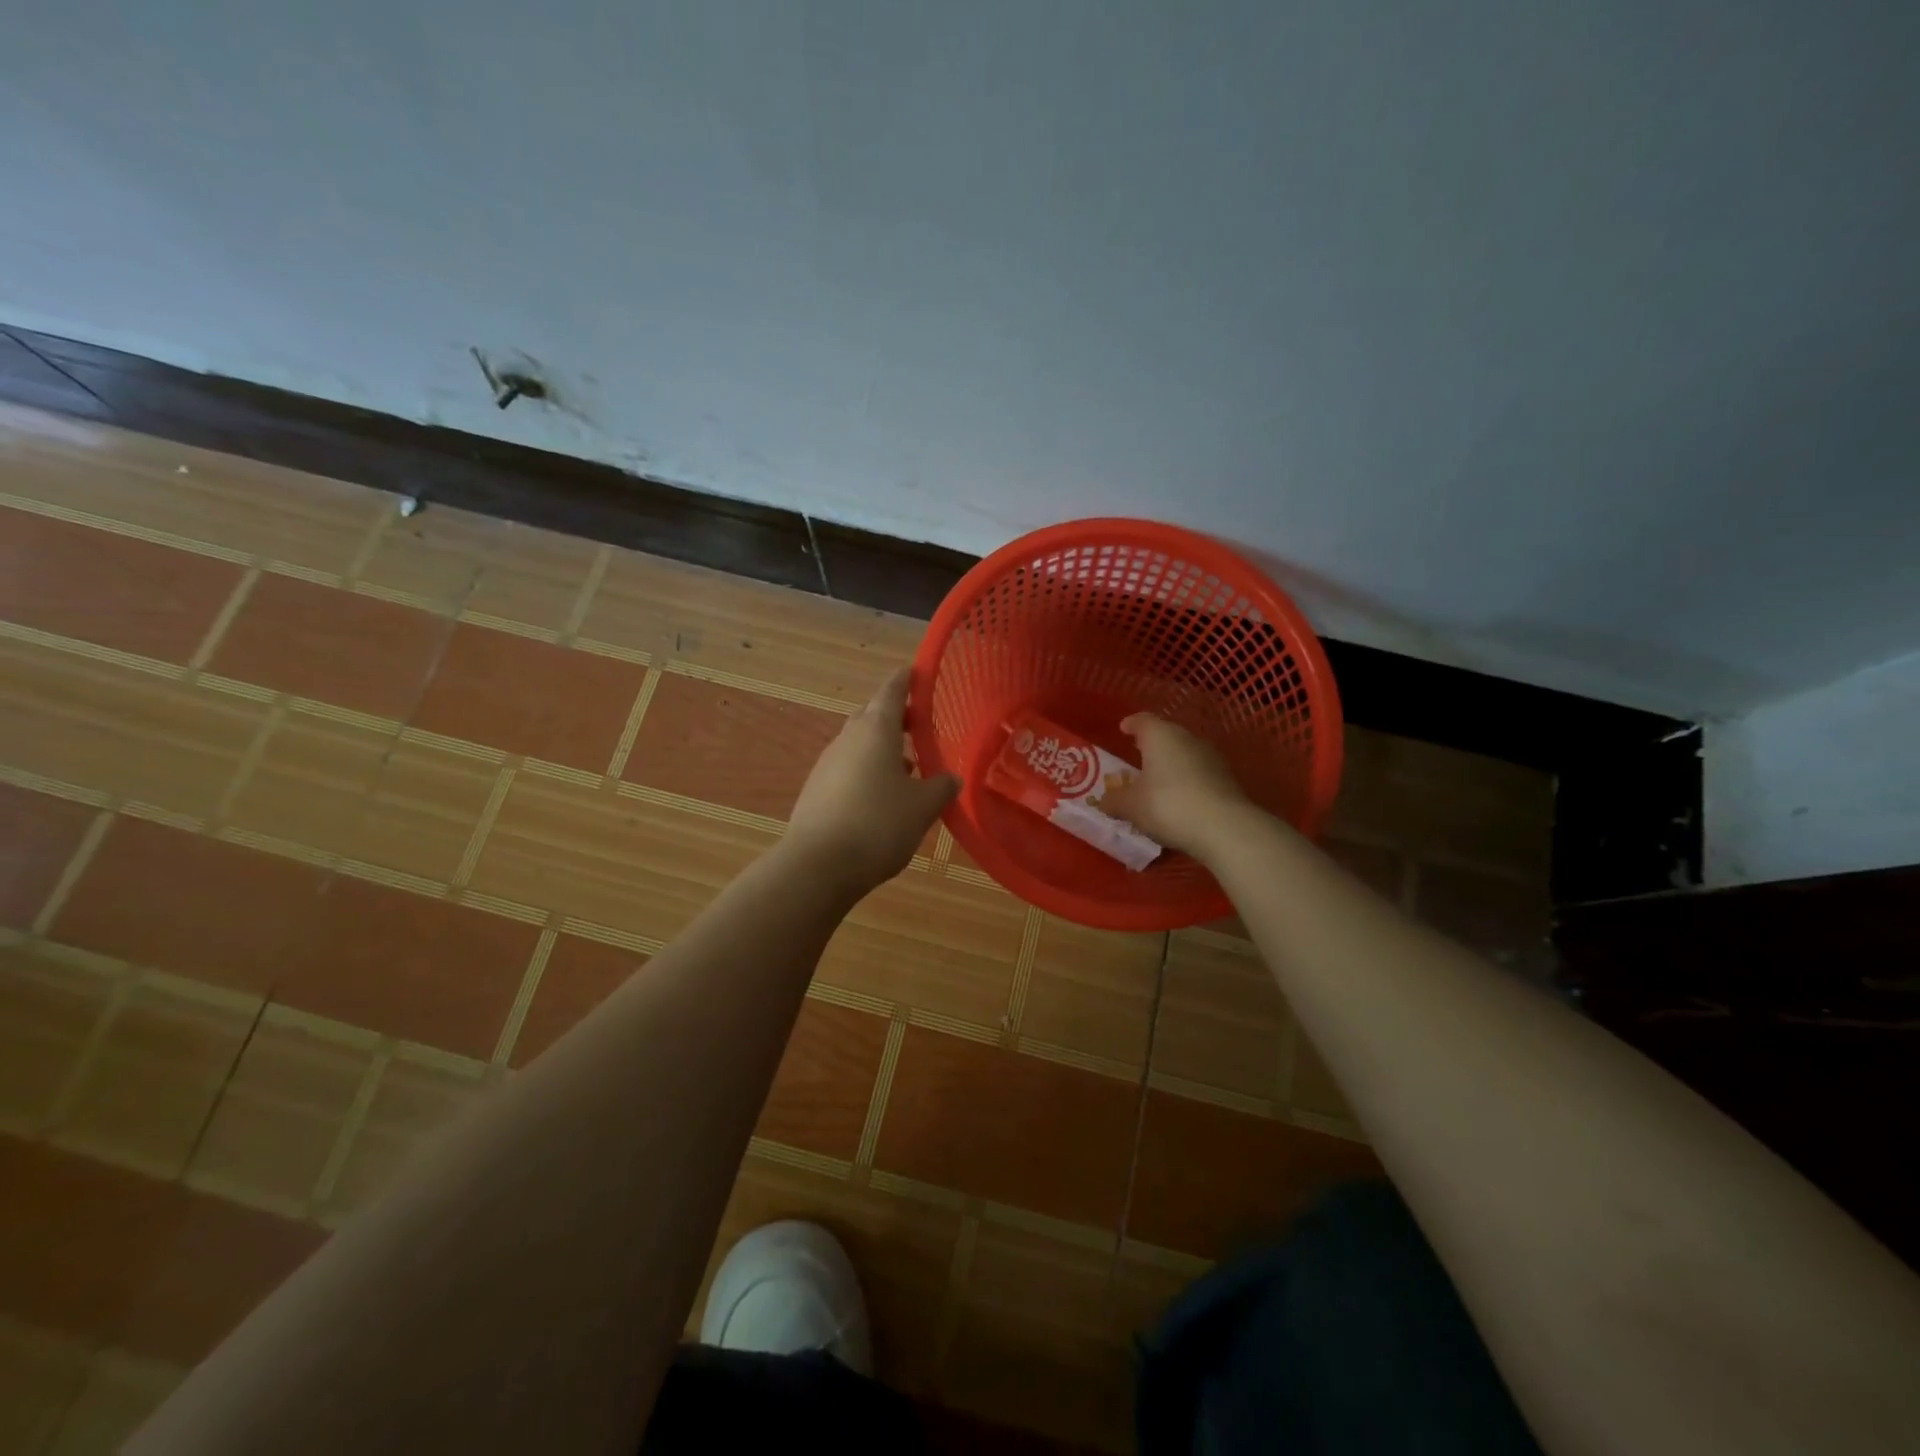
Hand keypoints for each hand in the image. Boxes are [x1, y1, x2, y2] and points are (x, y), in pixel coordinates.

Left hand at [786, 668, 958, 893]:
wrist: (818, 865)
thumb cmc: (879, 824)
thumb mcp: (922, 807)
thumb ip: (940, 787)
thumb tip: (950, 778)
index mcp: (876, 730)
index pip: (891, 692)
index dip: (906, 680)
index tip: (916, 672)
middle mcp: (848, 739)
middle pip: (871, 715)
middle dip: (894, 716)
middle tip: (918, 725)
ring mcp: (826, 764)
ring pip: (858, 745)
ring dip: (881, 749)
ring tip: (907, 769)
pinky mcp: (815, 791)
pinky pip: (846, 769)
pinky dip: (866, 772)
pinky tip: (880, 798)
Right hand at [1103, 713, 1250, 857]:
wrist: (1224, 827)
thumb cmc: (1167, 805)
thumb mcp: (1130, 806)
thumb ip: (1114, 800)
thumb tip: (1105, 800)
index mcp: (1160, 736)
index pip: (1143, 721)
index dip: (1131, 724)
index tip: (1123, 728)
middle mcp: (1187, 739)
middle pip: (1166, 736)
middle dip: (1152, 745)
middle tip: (1138, 756)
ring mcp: (1211, 758)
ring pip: (1185, 754)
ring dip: (1171, 764)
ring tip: (1157, 781)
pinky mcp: (1226, 779)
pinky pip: (1199, 774)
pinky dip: (1187, 781)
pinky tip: (1179, 799)